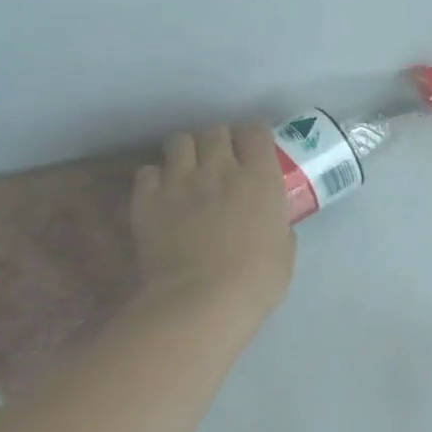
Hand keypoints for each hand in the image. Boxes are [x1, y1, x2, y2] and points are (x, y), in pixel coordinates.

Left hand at [130, 124, 295, 333]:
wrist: (201, 300)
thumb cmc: (257, 280)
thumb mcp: (285, 251)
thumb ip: (278, 225)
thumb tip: (272, 223)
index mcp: (260, 179)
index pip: (255, 131)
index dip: (255, 137)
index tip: (256, 149)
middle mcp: (219, 168)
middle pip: (214, 130)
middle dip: (220, 140)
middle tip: (223, 160)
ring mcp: (179, 181)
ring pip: (179, 141)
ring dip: (188, 152)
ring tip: (191, 171)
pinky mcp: (147, 198)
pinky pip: (149, 171)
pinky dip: (157, 177)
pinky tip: (165, 194)